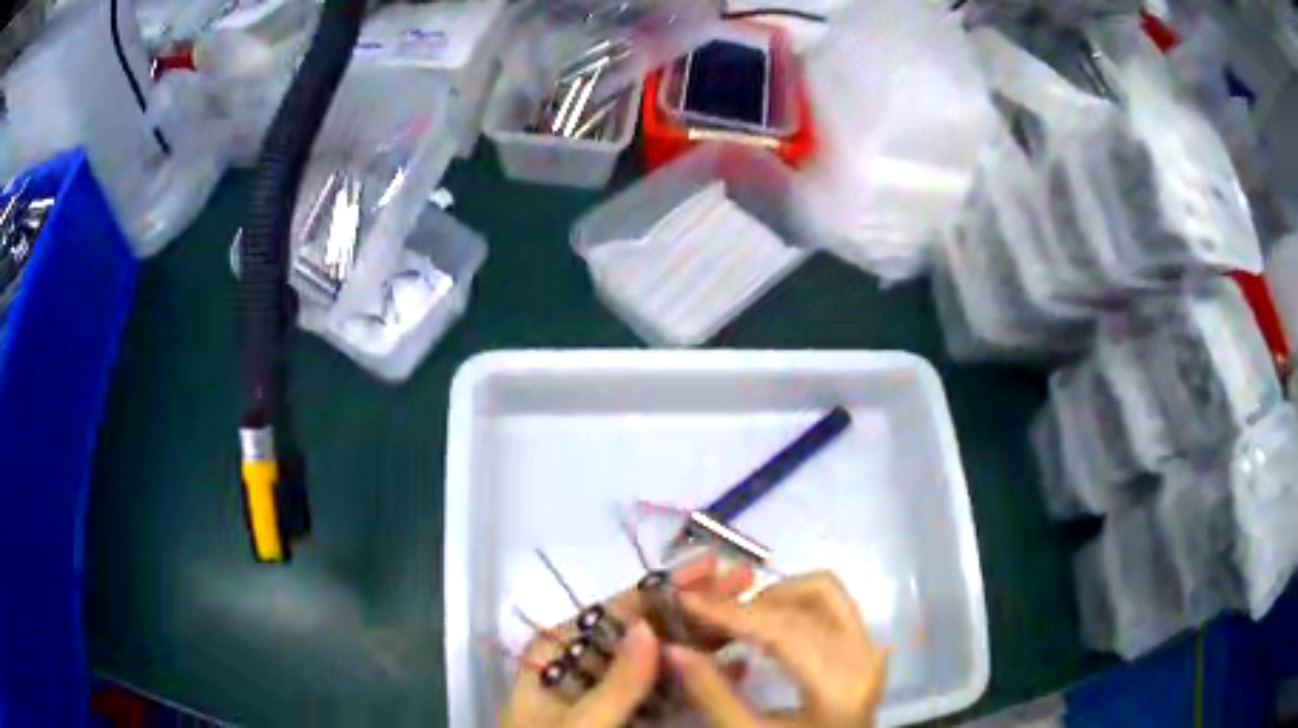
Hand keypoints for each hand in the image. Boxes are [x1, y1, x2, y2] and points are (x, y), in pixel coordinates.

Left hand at [500, 552, 754, 727]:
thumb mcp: (579, 726)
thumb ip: (614, 684)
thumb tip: (648, 629)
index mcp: (558, 655)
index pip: (614, 612)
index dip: (664, 587)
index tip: (709, 565)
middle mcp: (585, 665)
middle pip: (645, 628)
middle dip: (694, 604)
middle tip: (743, 580)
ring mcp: (610, 690)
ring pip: (661, 656)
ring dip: (704, 635)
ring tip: (747, 612)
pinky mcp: (631, 715)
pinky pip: (668, 690)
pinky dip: (699, 675)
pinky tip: (734, 664)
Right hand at [666, 571, 887, 727]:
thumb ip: (712, 693)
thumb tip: (673, 648)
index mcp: (838, 684)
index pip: (782, 629)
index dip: (730, 612)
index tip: (685, 598)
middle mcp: (864, 655)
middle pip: (804, 605)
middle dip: (747, 603)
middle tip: (701, 611)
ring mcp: (870, 649)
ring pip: (824, 594)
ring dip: (776, 597)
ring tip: (735, 620)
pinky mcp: (867, 649)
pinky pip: (833, 607)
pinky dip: (795, 605)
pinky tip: (764, 629)